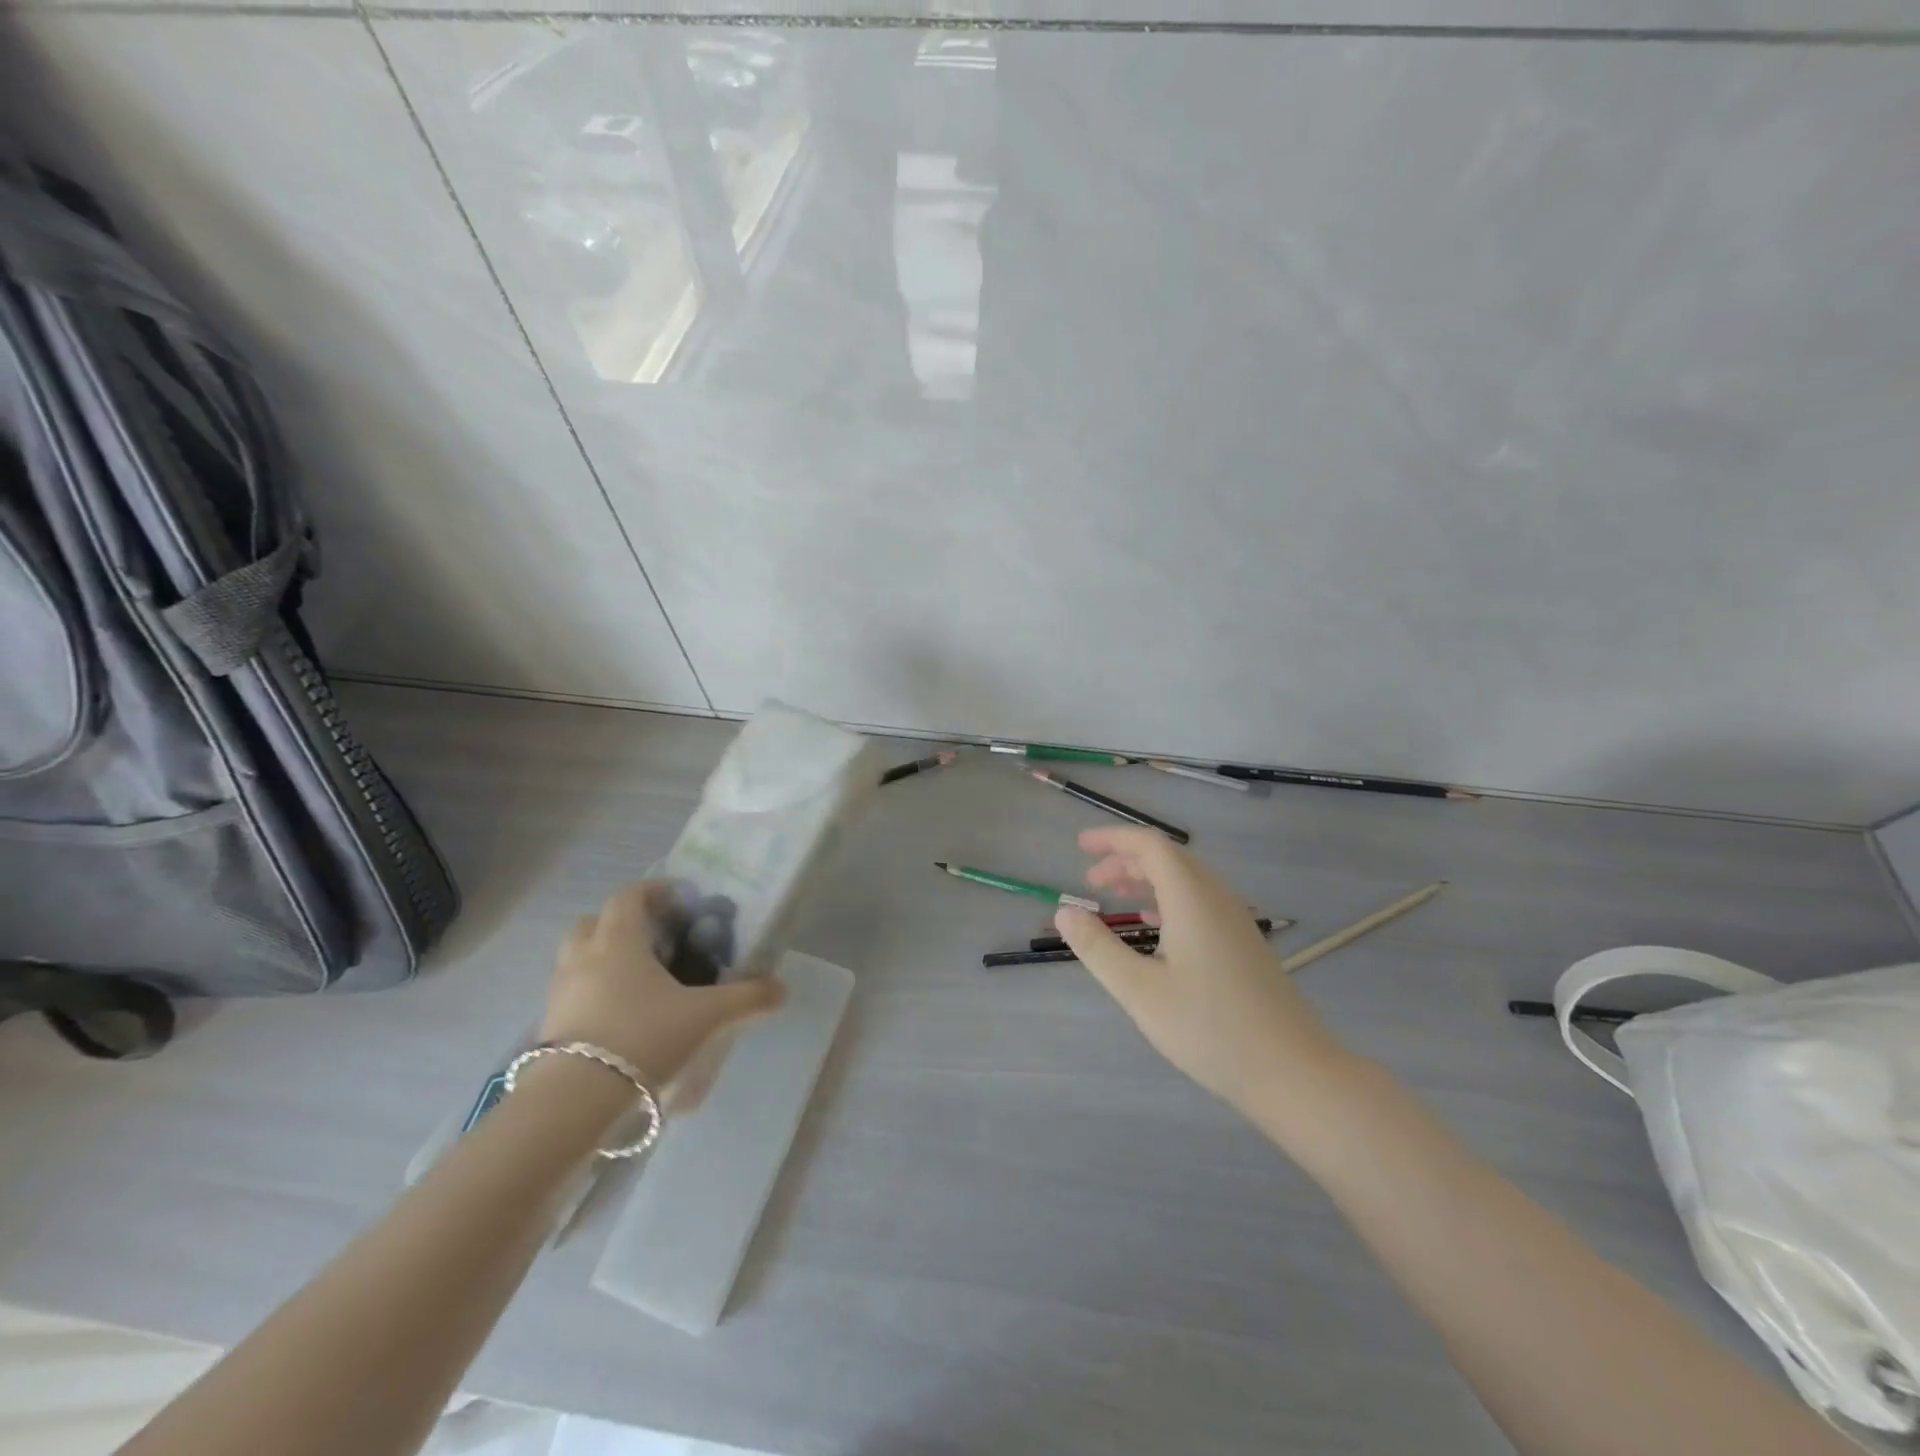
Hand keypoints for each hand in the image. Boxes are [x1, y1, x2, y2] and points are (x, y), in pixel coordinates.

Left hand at [539, 880, 783, 1090]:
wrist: (575, 1100)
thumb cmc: (643, 1037)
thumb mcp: (707, 1016)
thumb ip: (746, 999)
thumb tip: (781, 989)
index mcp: (618, 939)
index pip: (629, 895)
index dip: (653, 891)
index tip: (679, 902)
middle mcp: (584, 956)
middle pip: (594, 921)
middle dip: (621, 923)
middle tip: (654, 940)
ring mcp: (560, 991)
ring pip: (576, 957)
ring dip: (602, 957)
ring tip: (638, 980)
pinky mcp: (549, 1025)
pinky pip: (572, 992)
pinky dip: (592, 992)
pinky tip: (620, 1017)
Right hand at [1055, 828, 1348, 1113]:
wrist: (1293, 1071)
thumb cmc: (1210, 1029)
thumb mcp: (1140, 991)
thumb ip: (1098, 948)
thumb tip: (1064, 911)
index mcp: (1192, 898)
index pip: (1150, 845)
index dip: (1113, 839)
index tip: (1080, 846)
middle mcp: (1216, 898)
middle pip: (1168, 858)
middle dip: (1125, 860)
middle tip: (1090, 879)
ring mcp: (1235, 920)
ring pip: (1185, 880)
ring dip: (1146, 879)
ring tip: (1114, 897)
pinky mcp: (1244, 943)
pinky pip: (1199, 900)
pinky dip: (1168, 899)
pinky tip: (1154, 925)